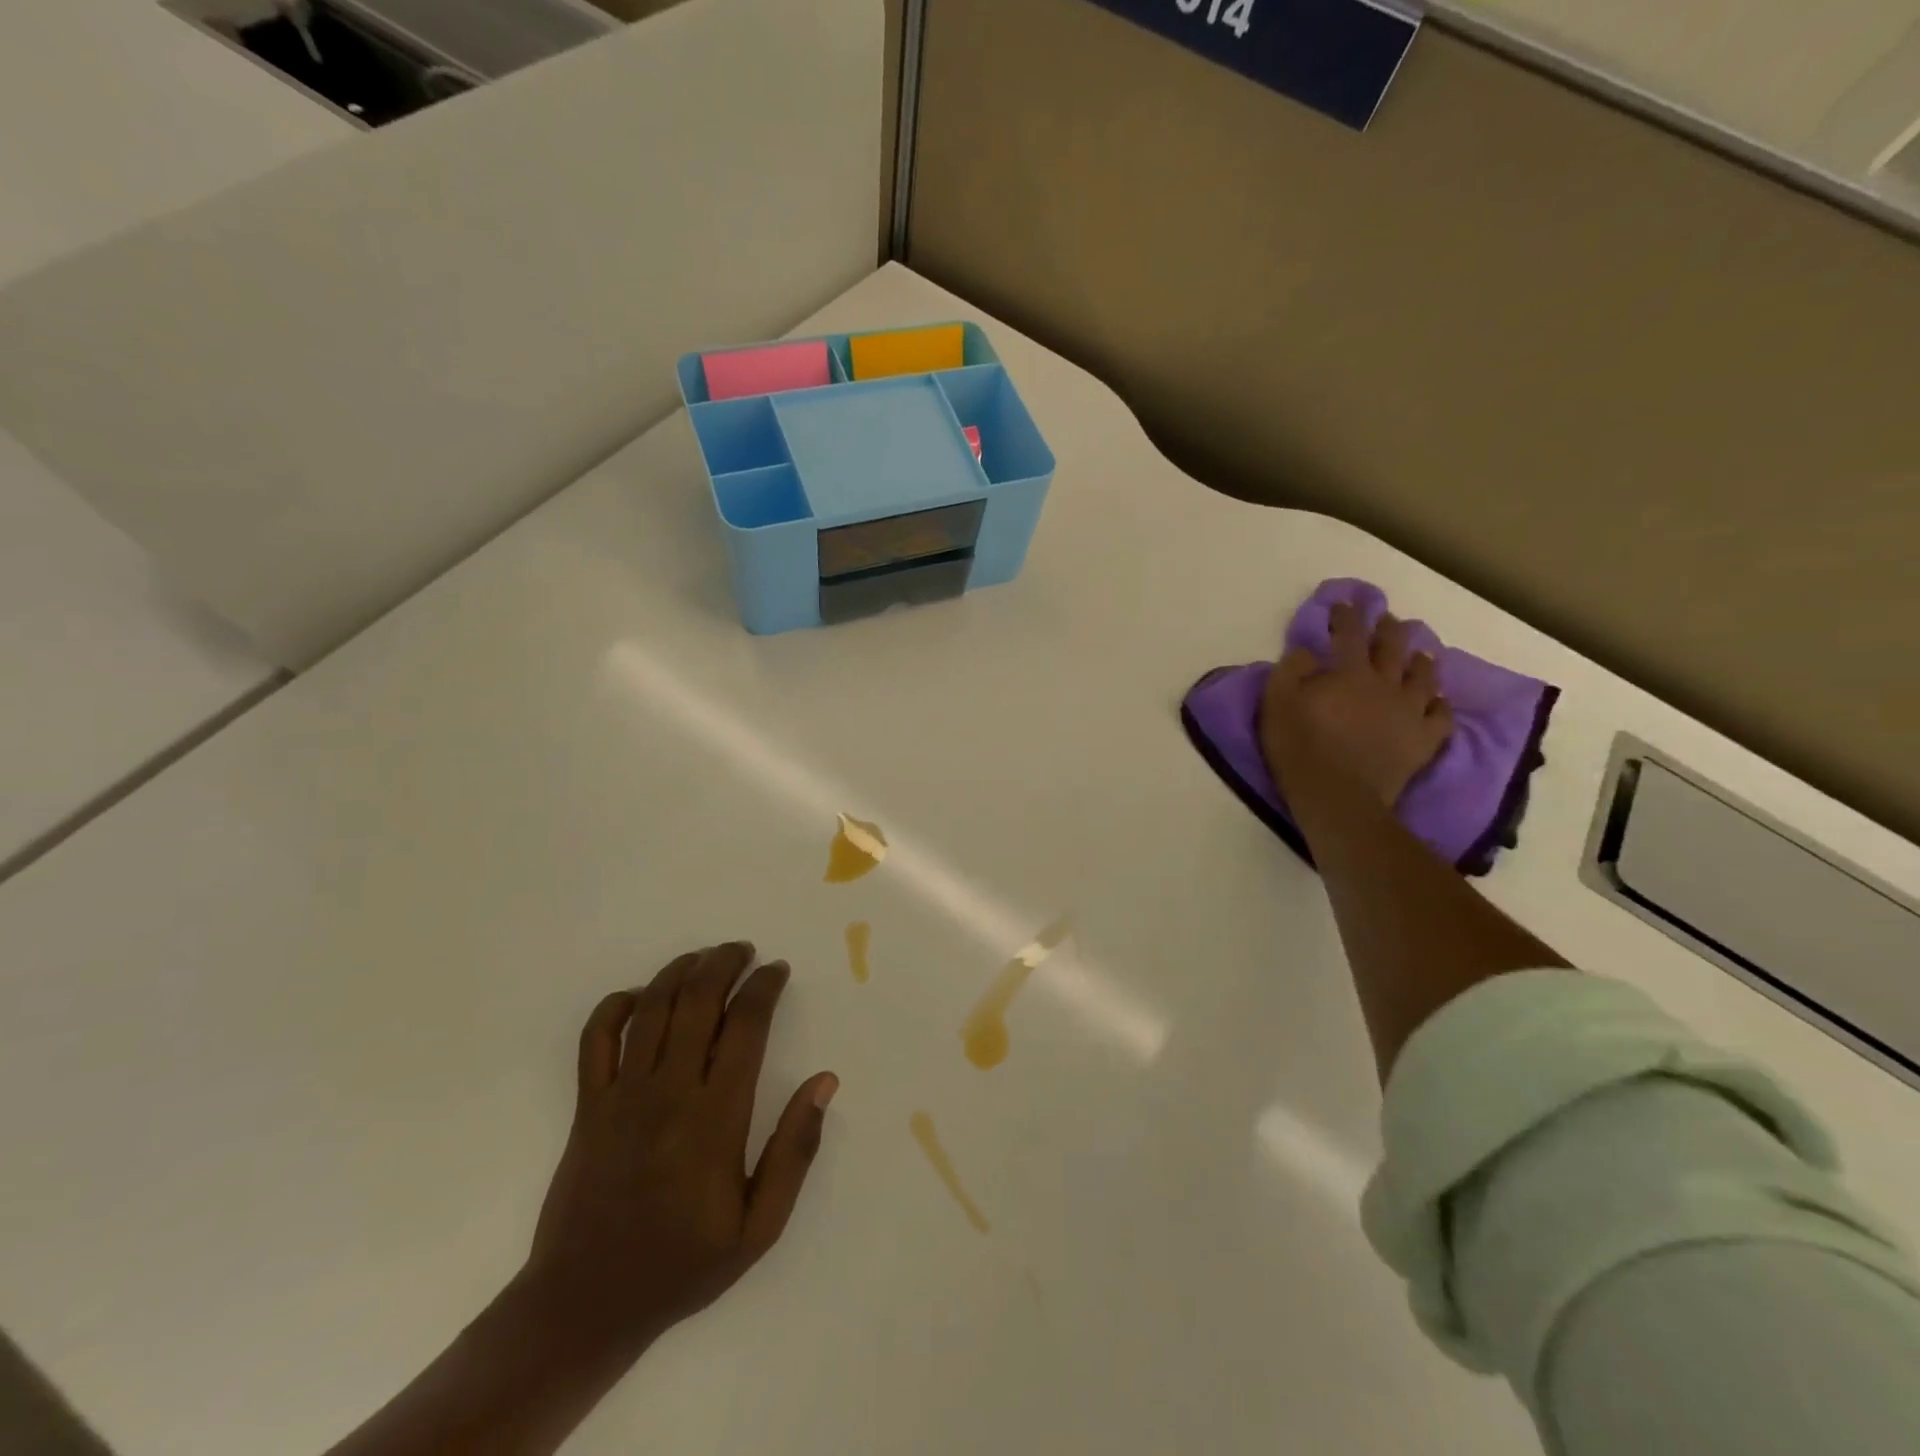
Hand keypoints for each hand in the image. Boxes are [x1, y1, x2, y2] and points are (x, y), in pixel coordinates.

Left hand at [522, 943, 837, 1357]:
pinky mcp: (587, 1106)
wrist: (586, 1305)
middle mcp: (669, 1093)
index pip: (746, 1026)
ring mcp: (622, 1096)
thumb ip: (795, 1151)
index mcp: (715, 1118)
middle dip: (724, 963)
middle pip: (698, 1002)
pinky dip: (617, 1005)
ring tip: (705, 958)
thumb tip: (824, 1081)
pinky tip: (641, 995)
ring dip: (681, 971)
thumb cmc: (683, 1265)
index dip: (764, 987)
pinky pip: (596, 1038)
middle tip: (744, 951)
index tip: (777, 970)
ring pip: (652, 1008)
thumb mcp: (759, 1227)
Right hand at [1259, 602, 1454, 806]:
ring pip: (1424, 676)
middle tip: (1387, 620)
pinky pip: (1442, 715)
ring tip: (1419, 654)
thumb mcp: (1276, 705)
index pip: (1349, 633)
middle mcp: (1385, 684)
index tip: (1343, 605)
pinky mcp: (1424, 740)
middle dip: (1388, 629)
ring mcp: (1410, 712)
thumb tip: (1308, 652)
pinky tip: (1436, 700)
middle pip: (1392, 647)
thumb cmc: (1300, 749)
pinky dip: (1440, 703)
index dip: (1346, 615)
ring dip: (1420, 660)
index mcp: (1349, 673)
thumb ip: (1290, 671)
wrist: (1338, 798)